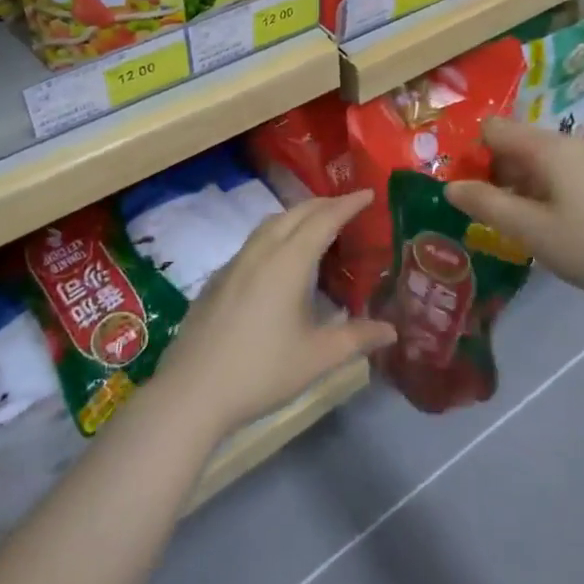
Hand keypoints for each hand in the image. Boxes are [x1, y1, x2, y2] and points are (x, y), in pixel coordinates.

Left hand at [156, 193, 395, 443]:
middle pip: (295, 213)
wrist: (192, 391)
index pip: (324, 220)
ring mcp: (235, 263)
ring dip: (297, 215)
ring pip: (270, 223)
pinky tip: (278, 258)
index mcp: (288, 262)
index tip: (368, 192)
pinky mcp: (218, 279)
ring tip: (316, 224)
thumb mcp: (317, 358)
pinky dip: (276, 233)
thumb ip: (356, 338)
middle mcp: (261, 252)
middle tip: (347, 205)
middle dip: (324, 204)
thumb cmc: (261, 371)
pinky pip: (254, 241)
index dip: (347, 204)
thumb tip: (391, 329)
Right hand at [444, 117, 583, 305]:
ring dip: (511, 186)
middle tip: (477, 212)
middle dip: (488, 172)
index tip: (460, 188)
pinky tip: (536, 226)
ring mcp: (583, 162)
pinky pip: (551, 175)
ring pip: (530, 162)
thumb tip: (449, 186)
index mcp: (546, 147)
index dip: (469, 153)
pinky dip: (534, 193)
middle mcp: (563, 144)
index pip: (492, 129)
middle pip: (510, 144)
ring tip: (503, 224)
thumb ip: (487, 204)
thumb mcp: (531, 230)